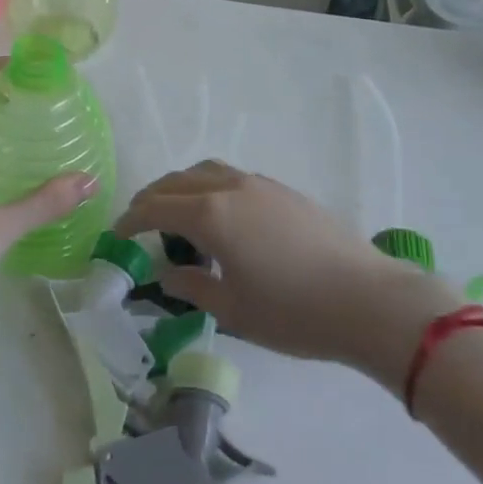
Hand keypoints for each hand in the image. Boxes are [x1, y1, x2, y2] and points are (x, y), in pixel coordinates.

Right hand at [113, 161, 460, 392]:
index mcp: (210, 214)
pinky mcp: (282, 190)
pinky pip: (231, 177)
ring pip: (205, 171)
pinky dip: (209, 187)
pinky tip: (220, 217)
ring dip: (181, 187)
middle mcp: (229, 187)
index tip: (116, 236)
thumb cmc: (293, 311)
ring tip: (176, 214)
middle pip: (176, 181)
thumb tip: (164, 272)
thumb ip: (191, 286)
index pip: (155, 208)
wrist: (367, 299)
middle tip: (138, 223)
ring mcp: (259, 184)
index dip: (130, 220)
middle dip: (151, 199)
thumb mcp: (232, 309)